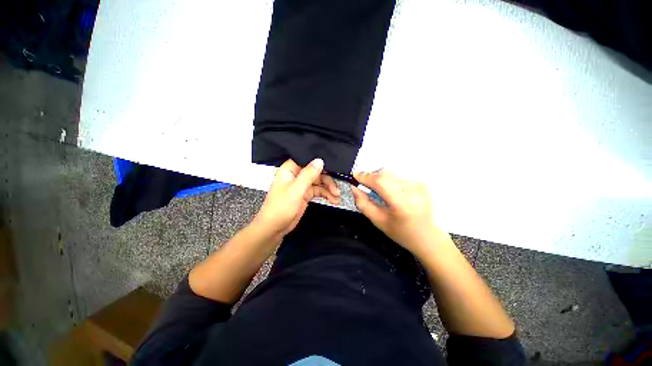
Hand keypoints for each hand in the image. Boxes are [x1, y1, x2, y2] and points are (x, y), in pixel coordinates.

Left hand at [253, 158, 340, 241]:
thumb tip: (319, 161)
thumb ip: (308, 174)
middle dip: (327, 180)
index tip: (332, 168)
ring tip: (337, 197)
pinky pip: (318, 192)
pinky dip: (326, 195)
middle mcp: (296, 176)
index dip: (319, 163)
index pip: (307, 160)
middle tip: (336, 189)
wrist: (274, 228)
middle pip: (316, 172)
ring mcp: (301, 186)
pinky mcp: (305, 195)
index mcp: (290, 170)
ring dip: (329, 189)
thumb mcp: (296, 189)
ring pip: (319, 183)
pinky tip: (333, 200)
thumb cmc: (280, 208)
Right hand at [351, 170, 445, 254]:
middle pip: (385, 174)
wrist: (426, 235)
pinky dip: (390, 181)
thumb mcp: (377, 221)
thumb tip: (353, 187)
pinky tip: (392, 192)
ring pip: (391, 173)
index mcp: (402, 204)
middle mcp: (413, 190)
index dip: (365, 176)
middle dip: (372, 177)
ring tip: (382, 193)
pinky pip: (398, 175)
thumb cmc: (400, 231)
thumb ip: (363, 203)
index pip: (380, 182)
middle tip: (367, 187)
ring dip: (381, 179)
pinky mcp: (421, 182)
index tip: (354, 176)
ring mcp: (419, 185)